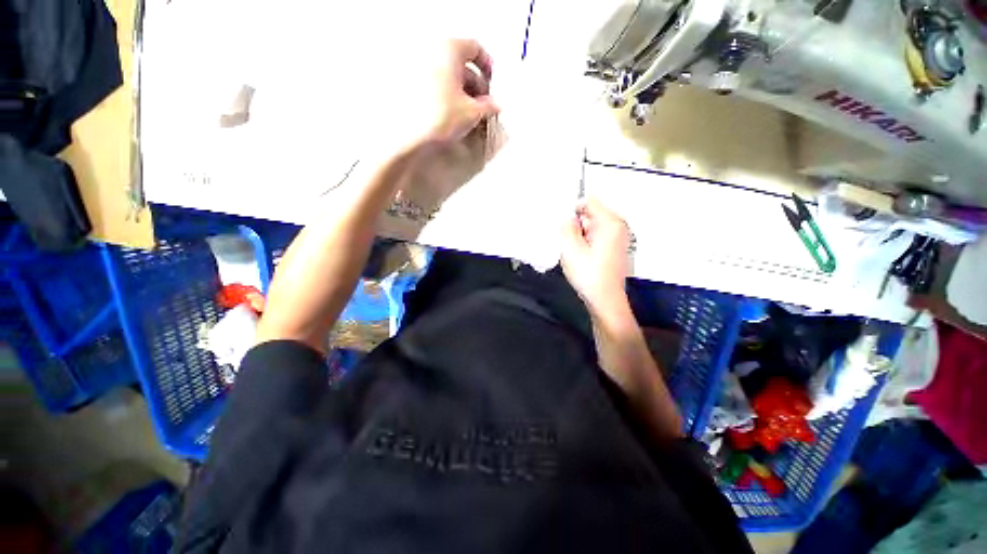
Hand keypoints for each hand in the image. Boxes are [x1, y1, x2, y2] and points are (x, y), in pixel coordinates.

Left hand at [387, 39, 499, 155]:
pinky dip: (447, 95)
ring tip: (470, 112)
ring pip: (448, 75)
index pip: (475, 47)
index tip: (492, 81)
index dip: (487, 65)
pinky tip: (454, 113)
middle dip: (475, 83)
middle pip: (460, 63)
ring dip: (462, 91)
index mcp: (449, 48)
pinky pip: (435, 84)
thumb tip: (494, 105)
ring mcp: (418, 67)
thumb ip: (489, 105)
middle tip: (484, 103)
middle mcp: (431, 51)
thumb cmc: (441, 117)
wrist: (412, 136)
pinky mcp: (410, 85)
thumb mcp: (473, 112)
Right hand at [561, 197, 631, 317]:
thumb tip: (569, 219)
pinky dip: (588, 245)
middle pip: (592, 215)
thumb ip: (567, 227)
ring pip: (593, 229)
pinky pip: (597, 239)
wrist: (605, 300)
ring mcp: (619, 239)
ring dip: (581, 237)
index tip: (565, 226)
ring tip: (576, 254)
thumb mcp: (570, 248)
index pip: (589, 202)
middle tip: (569, 244)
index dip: (573, 211)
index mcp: (610, 223)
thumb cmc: (589, 274)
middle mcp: (618, 228)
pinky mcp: (616, 250)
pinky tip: (583, 260)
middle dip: (577, 226)